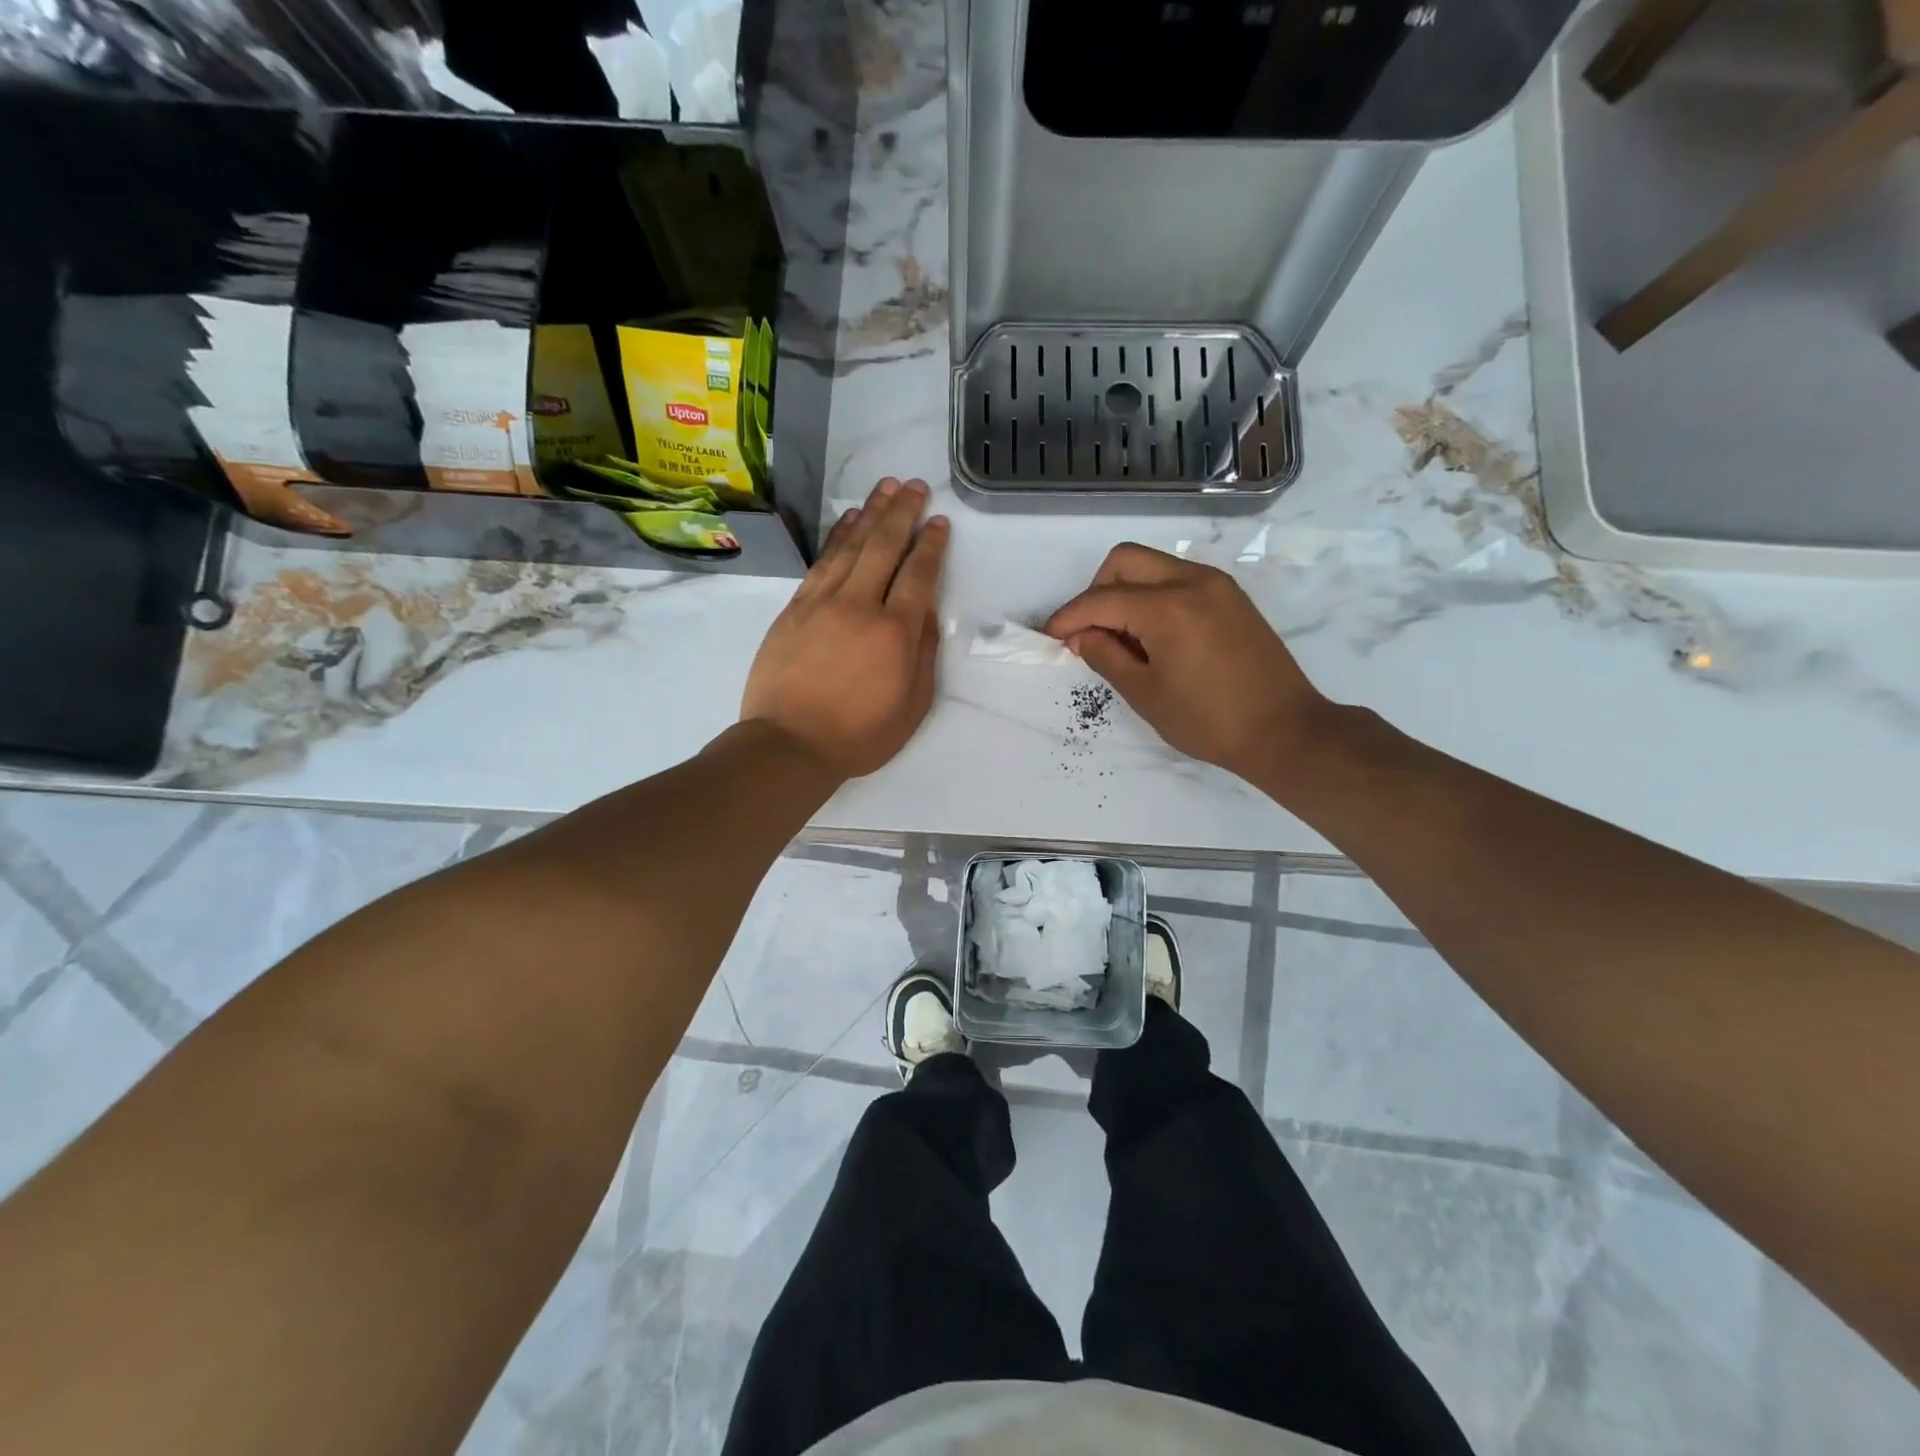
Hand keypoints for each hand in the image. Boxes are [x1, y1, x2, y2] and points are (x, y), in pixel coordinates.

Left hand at [741, 478, 947, 778]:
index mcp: (894, 632)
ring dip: (871, 513)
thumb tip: (926, 611)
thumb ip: (923, 654)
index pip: (918, 574)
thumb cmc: (859, 735)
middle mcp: (860, 606)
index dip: (931, 544)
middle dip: (903, 512)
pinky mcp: (795, 608)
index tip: (940, 522)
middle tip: (915, 486)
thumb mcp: (912, 706)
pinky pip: (821, 561)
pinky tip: (848, 521)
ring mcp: (822, 603)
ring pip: (851, 546)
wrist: (789, 744)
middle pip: (884, 546)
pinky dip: (838, 536)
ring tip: (886, 488)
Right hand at [1044, 543, 1329, 783]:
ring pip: (1152, 565)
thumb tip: (1081, 635)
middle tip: (1090, 633)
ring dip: (1125, 591)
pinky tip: (1153, 636)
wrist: (1285, 731)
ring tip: (1122, 639)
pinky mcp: (1231, 597)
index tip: (1049, 638)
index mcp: (1168, 607)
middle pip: (1124, 561)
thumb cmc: (1209, 721)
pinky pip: (1178, 579)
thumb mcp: (1145, 694)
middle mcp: (1192, 581)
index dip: (1068, 617)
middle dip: (1095, 591)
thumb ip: (1105, 656)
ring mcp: (1216, 585)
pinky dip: (1153, 596)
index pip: (1100, 599)